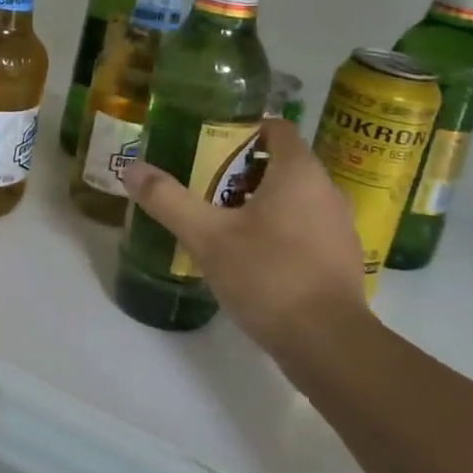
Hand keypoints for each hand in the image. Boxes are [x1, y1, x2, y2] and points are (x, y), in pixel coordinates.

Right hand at [119, 118, 369, 358]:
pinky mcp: (340, 260)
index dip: (242, 129)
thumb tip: (132, 168)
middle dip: (242, 170)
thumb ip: (168, 199)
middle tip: (204, 183)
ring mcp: (338, 227)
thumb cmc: (269, 275)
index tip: (209, 143)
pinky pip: (305, 228)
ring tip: (221, 220)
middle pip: (282, 163)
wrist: (329, 345)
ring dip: (260, 202)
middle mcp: (326, 190)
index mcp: (299, 172)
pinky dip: (278, 230)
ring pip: (294, 198)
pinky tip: (251, 256)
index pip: (276, 127)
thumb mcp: (207, 236)